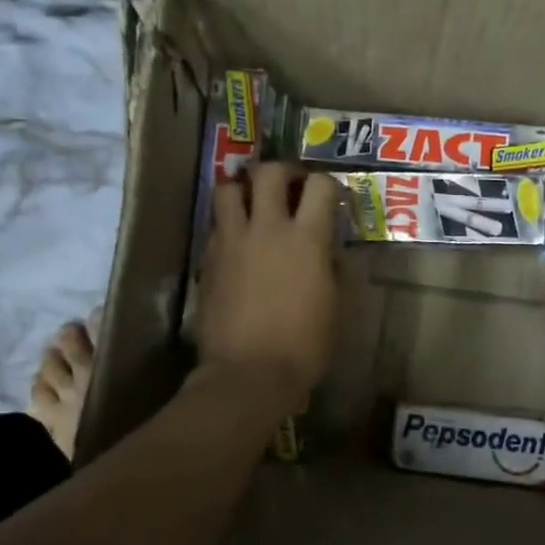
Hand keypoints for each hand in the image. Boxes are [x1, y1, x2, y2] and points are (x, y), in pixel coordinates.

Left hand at [196, 163, 339, 407]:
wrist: (248, 373)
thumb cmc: (304, 346)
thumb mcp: (335, 306)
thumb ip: (332, 269)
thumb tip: (327, 251)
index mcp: (307, 238)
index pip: (320, 185)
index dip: (327, 184)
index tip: (329, 197)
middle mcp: (267, 228)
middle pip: (269, 172)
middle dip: (282, 171)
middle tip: (289, 186)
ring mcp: (232, 241)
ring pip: (227, 188)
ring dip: (242, 188)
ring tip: (252, 203)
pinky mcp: (208, 259)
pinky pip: (215, 225)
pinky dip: (227, 223)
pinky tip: (236, 241)